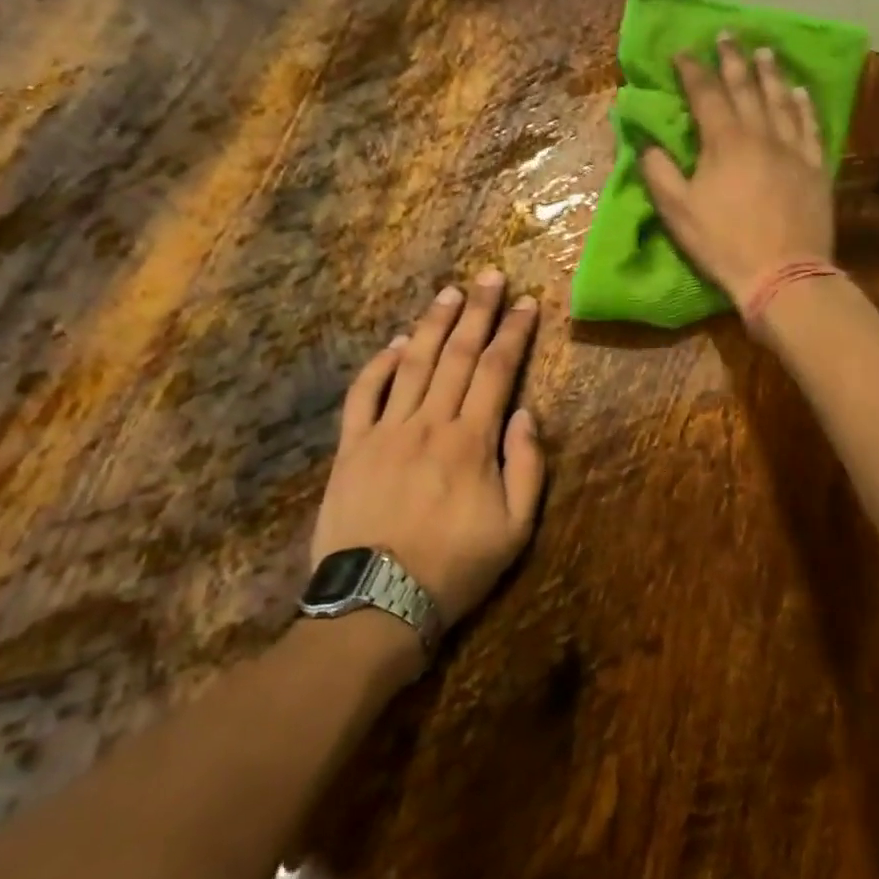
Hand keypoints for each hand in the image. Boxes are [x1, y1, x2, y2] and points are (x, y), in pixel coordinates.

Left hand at [314, 271, 545, 635]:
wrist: (376, 602)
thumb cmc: (454, 568)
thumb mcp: (514, 530)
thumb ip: (526, 466)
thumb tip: (525, 413)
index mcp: (471, 441)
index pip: (497, 370)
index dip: (513, 333)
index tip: (526, 303)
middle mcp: (429, 422)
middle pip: (457, 354)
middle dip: (477, 311)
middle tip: (490, 276)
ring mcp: (386, 430)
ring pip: (414, 363)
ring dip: (434, 324)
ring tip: (450, 293)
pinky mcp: (352, 446)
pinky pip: (365, 394)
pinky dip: (381, 364)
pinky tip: (397, 343)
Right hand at [640, 37, 834, 306]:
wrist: (783, 273)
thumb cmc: (723, 243)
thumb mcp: (678, 212)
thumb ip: (660, 173)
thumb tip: (648, 144)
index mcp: (724, 142)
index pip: (706, 95)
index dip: (693, 71)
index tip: (682, 51)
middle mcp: (760, 134)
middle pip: (746, 88)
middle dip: (733, 59)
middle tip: (727, 35)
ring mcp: (793, 149)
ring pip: (781, 100)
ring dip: (771, 73)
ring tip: (764, 51)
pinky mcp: (815, 167)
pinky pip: (810, 127)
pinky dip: (804, 106)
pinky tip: (801, 92)